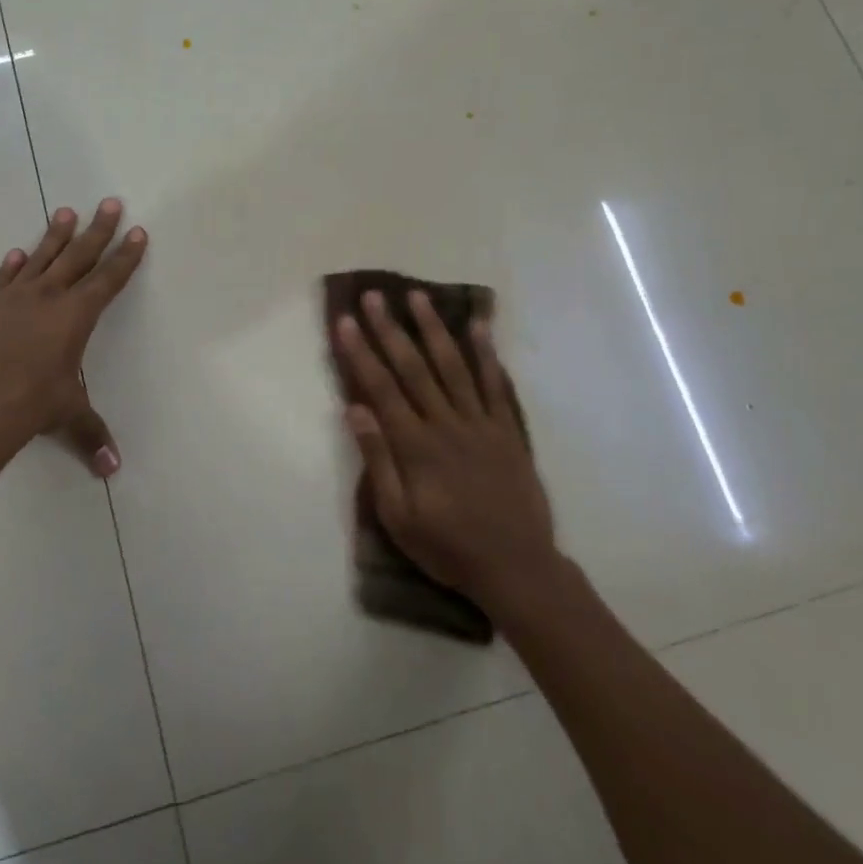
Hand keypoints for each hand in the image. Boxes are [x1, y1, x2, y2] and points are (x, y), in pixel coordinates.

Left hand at [0, 199, 146, 476]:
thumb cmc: (30, 404)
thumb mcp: (67, 415)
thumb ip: (91, 435)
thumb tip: (114, 468)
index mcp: (76, 316)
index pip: (108, 279)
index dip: (125, 256)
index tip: (137, 231)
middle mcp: (48, 297)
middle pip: (79, 255)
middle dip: (98, 230)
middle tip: (109, 202)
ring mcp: (14, 298)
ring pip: (41, 257)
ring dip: (56, 235)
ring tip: (66, 212)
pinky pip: (4, 278)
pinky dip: (13, 265)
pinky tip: (17, 253)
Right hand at [335, 290, 561, 614]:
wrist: (517, 567)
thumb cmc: (448, 546)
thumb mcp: (398, 517)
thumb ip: (378, 460)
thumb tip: (355, 409)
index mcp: (416, 445)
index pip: (381, 387)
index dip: (360, 352)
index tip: (345, 320)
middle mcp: (446, 423)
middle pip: (414, 367)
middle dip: (390, 329)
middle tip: (374, 295)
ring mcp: (480, 423)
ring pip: (453, 366)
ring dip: (434, 328)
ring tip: (418, 296)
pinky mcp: (507, 430)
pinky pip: (496, 385)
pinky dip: (487, 354)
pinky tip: (478, 327)